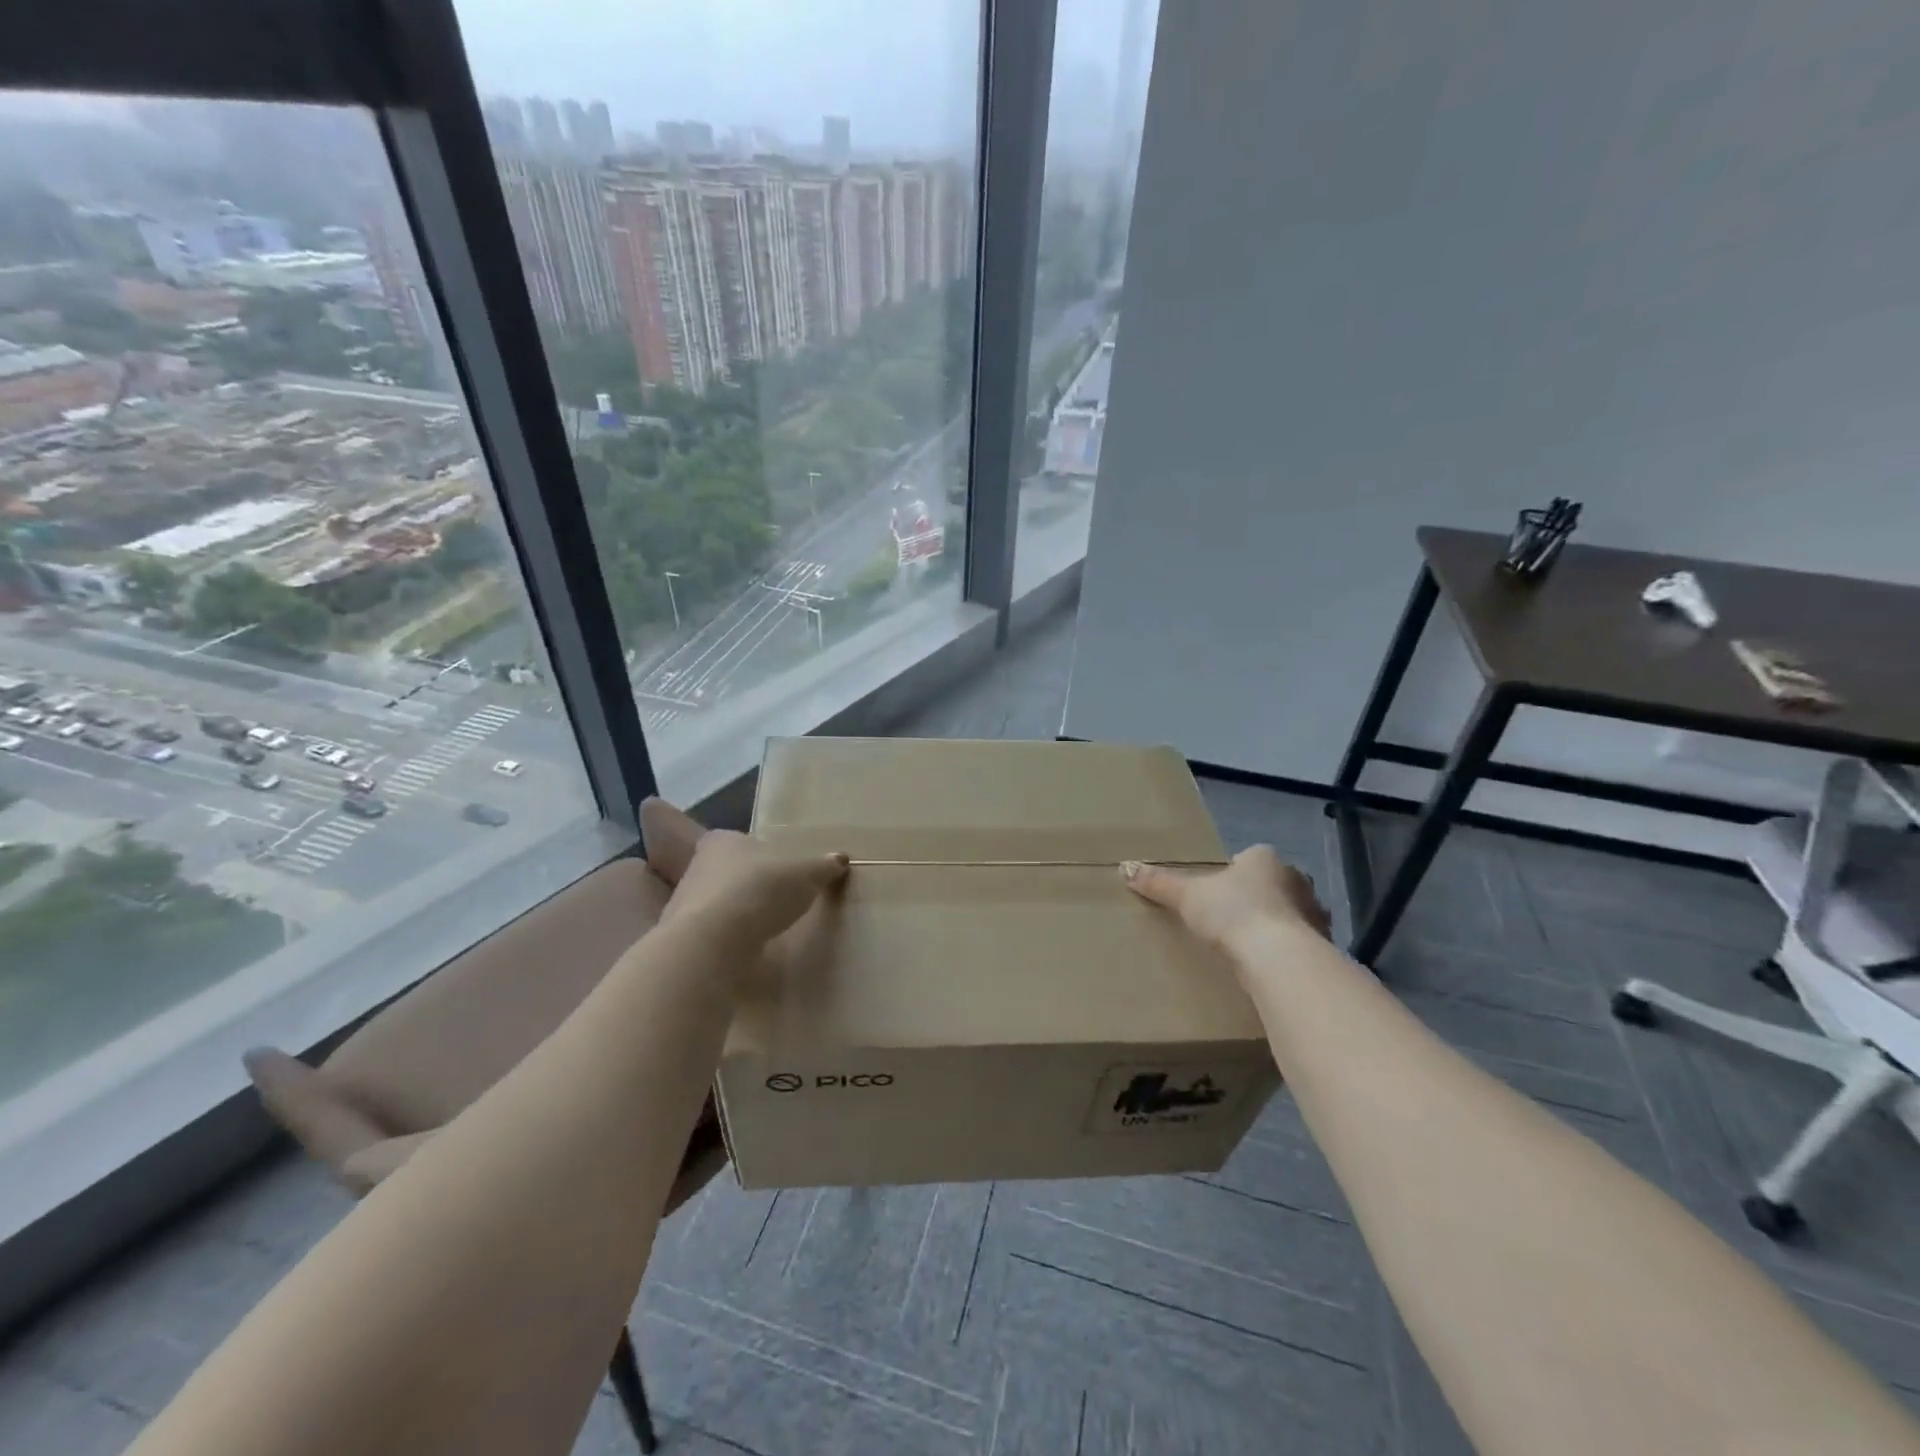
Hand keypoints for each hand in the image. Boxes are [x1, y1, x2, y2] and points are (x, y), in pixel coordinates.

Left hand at [661, 827, 848, 943]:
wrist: (712, 942)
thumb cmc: (760, 890)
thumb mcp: (805, 875)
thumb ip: (822, 866)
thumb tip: (840, 859)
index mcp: (722, 841)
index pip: (740, 841)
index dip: (760, 854)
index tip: (780, 870)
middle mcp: (698, 867)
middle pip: (729, 872)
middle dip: (750, 884)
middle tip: (778, 898)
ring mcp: (686, 904)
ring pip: (719, 903)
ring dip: (739, 914)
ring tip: (767, 928)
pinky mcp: (684, 939)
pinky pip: (714, 934)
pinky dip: (729, 940)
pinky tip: (748, 950)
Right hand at [1122, 845, 1330, 949]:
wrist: (1278, 957)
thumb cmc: (1232, 912)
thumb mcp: (1187, 896)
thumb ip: (1159, 883)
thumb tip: (1125, 868)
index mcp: (1265, 858)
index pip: (1249, 858)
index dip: (1233, 874)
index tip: (1217, 894)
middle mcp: (1297, 880)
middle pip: (1273, 885)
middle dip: (1257, 898)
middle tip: (1230, 919)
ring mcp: (1315, 913)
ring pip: (1290, 914)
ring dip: (1276, 925)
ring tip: (1248, 946)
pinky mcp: (1322, 945)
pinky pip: (1300, 944)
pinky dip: (1285, 951)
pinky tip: (1267, 966)